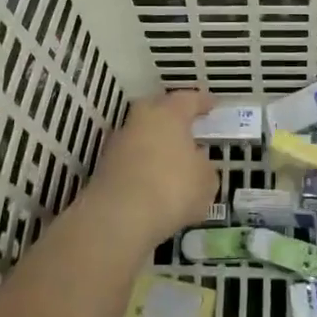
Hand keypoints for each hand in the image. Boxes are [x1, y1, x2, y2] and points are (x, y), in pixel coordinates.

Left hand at [84, 90, 218, 249]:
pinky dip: (143, 165)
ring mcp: (119, 143)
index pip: (188, 99)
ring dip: (155, 143)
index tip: (212, 105)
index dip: (202, 102)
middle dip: (172, 116)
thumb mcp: (205, 181)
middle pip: (157, 109)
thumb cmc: (172, 188)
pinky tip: (154, 181)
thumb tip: (197, 163)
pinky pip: (131, 158)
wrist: (118, 217)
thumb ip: (204, 167)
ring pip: (142, 134)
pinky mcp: (104, 167)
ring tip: (171, 160)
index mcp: (169, 113)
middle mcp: (141, 120)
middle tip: (187, 126)